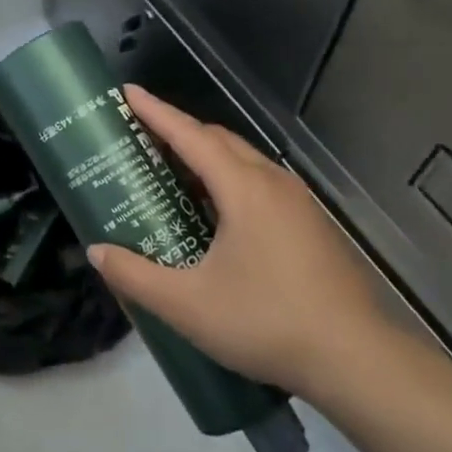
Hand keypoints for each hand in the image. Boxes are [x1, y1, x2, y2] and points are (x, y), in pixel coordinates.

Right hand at [88, 86, 393, 406]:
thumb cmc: (266, 322)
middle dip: (180, 131)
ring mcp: (298, 203)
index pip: (191, 136)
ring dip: (207, 157)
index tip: (128, 93)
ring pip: (244, 161)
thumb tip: (96, 252)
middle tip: (142, 138)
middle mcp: (273, 183)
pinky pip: (261, 184)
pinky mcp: (311, 225)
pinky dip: (229, 180)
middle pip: (220, 141)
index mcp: (244, 189)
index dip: (156, 112)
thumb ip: (135, 276)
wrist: (355, 358)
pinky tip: (216, 214)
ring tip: (172, 172)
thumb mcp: (187, 305)